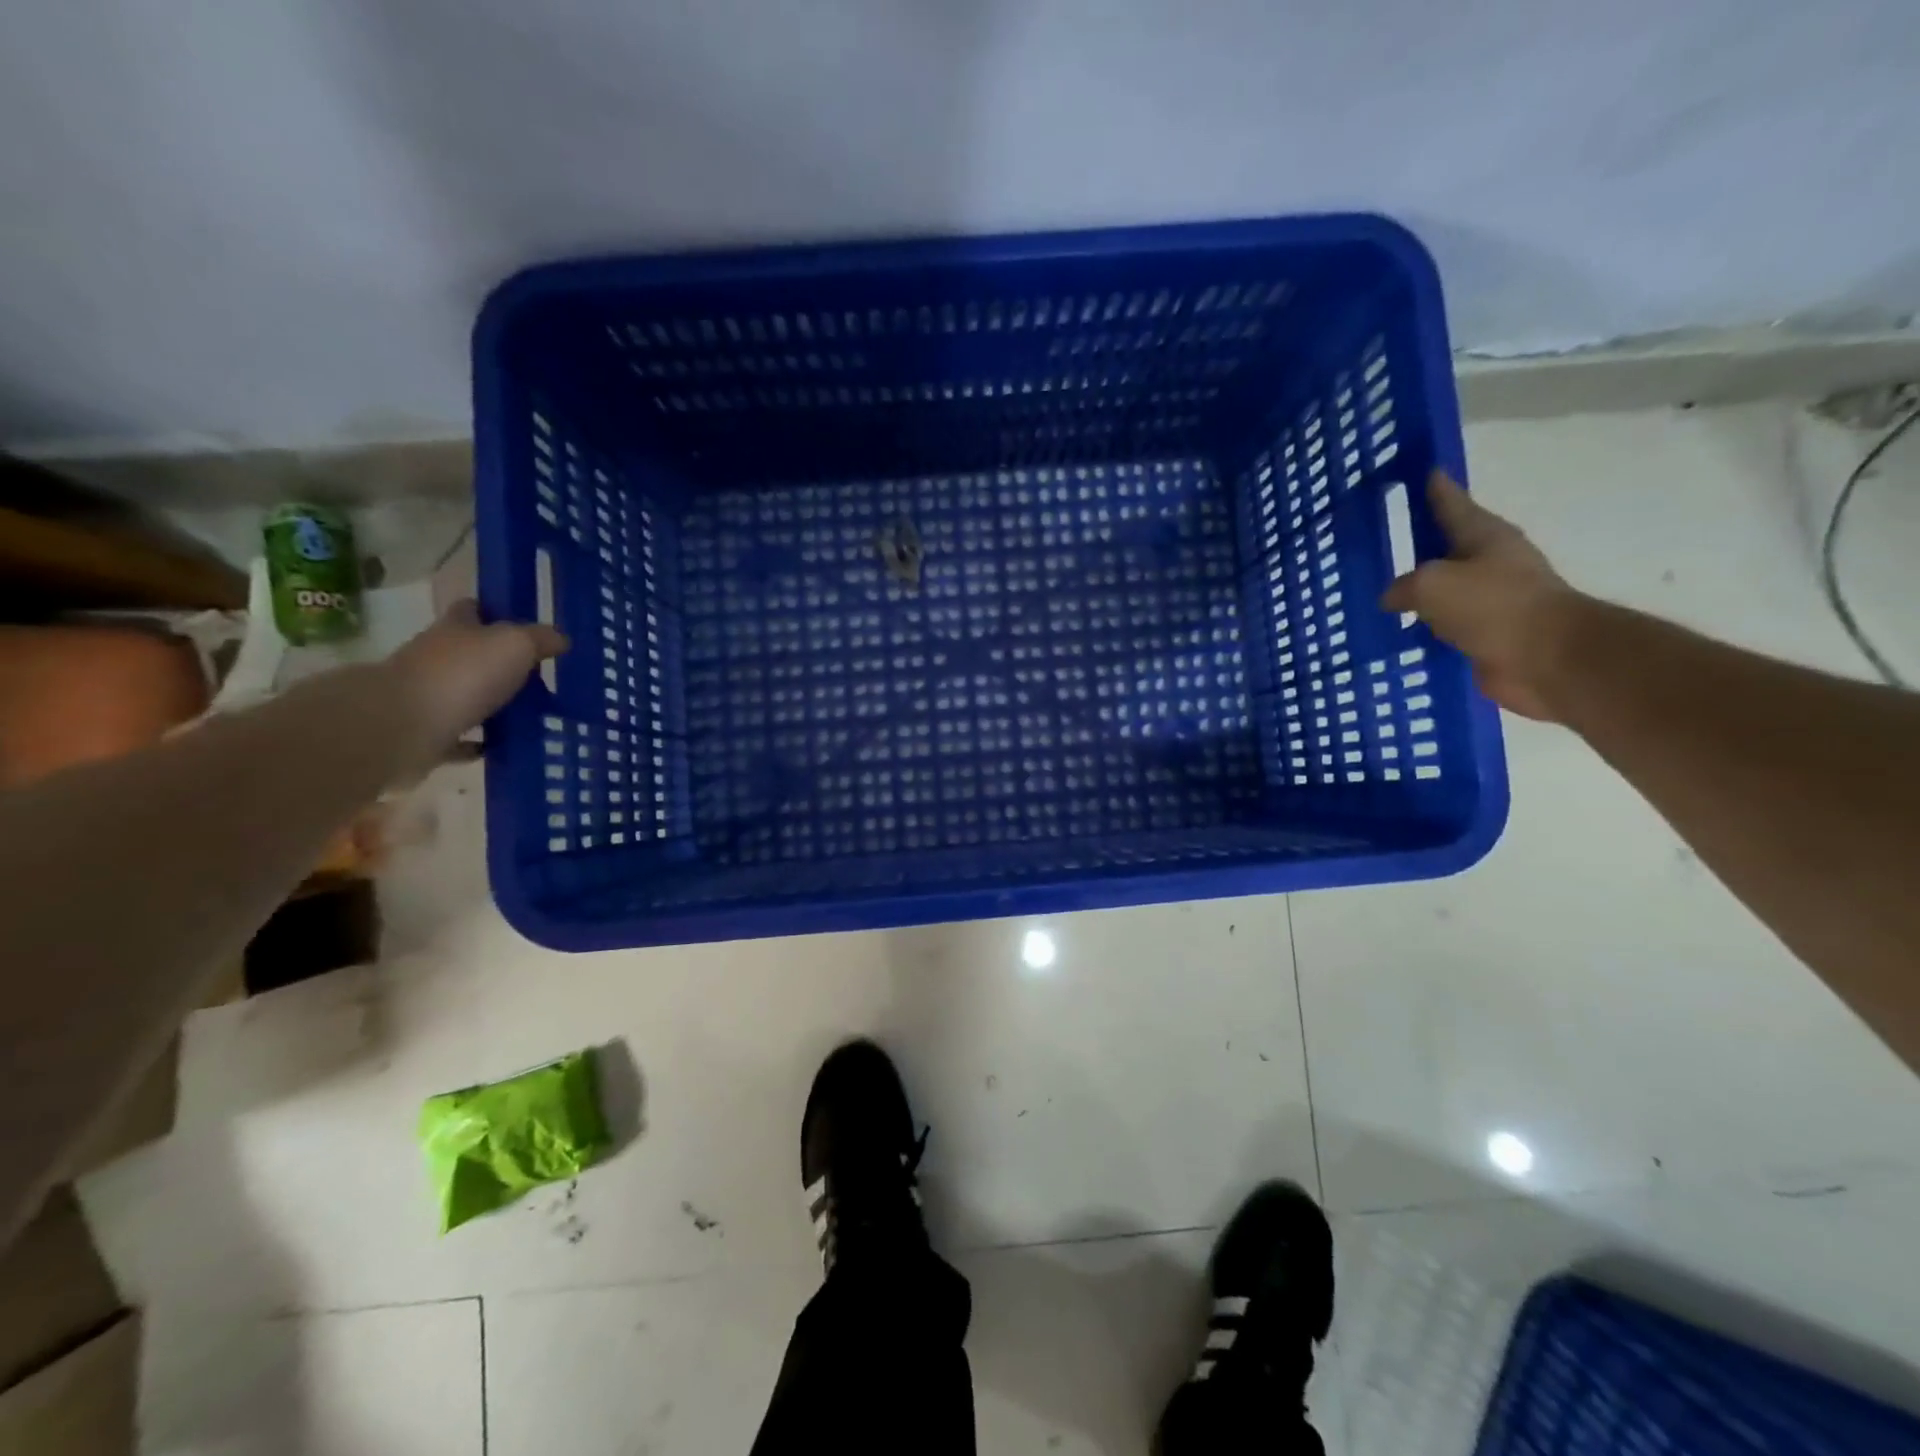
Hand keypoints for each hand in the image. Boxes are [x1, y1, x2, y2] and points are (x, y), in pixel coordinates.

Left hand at [386, 600, 567, 761]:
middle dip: (498, 662)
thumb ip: (540, 639)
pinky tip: (501, 746)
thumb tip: (560, 638)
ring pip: (466, 694)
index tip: (522, 625)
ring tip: (530, 715)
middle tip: (539, 676)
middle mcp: (436, 657)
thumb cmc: (463, 674)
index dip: (495, 612)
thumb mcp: (515, 645)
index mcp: (455, 629)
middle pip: (470, 653)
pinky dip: (479, 741)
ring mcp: (428, 696)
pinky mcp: (425, 733)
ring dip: (492, 703)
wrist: (403, 726)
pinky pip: (459, 735)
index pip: (472, 609)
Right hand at [1380, 471, 1583, 720]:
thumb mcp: (1432, 584)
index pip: (1450, 501)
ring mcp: (1489, 600)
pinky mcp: (1485, 635)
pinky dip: (1421, 627)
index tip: (1414, 471)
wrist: (1547, 659)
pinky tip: (1395, 632)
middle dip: (1416, 542)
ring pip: (1441, 588)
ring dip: (1416, 590)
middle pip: (1444, 545)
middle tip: (1378, 539)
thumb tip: (1391, 597)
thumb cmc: (1493, 606)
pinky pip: (1442, 625)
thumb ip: (1403, 585)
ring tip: (1377, 591)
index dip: (1431, 486)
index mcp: (1483, 535)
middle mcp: (1488, 562)